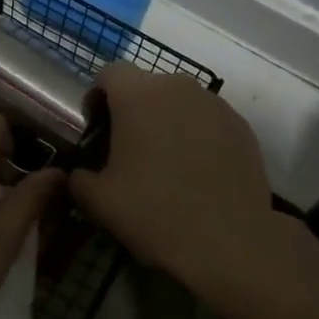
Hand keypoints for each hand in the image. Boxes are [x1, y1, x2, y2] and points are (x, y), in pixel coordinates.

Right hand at [68, 64, 271, 292]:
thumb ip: (77, 177)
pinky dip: (196, 135)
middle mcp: (177, 86)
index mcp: (137, 94)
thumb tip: (78, 173)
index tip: (96, 131)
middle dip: (132, 110)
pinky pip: (207, 120)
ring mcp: (214, 104)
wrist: (232, 245)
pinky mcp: (241, 126)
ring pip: (178, 102)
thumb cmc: (155, 213)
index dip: (97, 97)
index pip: (109, 74)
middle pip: (145, 86)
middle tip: (127, 150)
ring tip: (164, 163)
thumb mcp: (97, 201)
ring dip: (165, 121)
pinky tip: (196, 172)